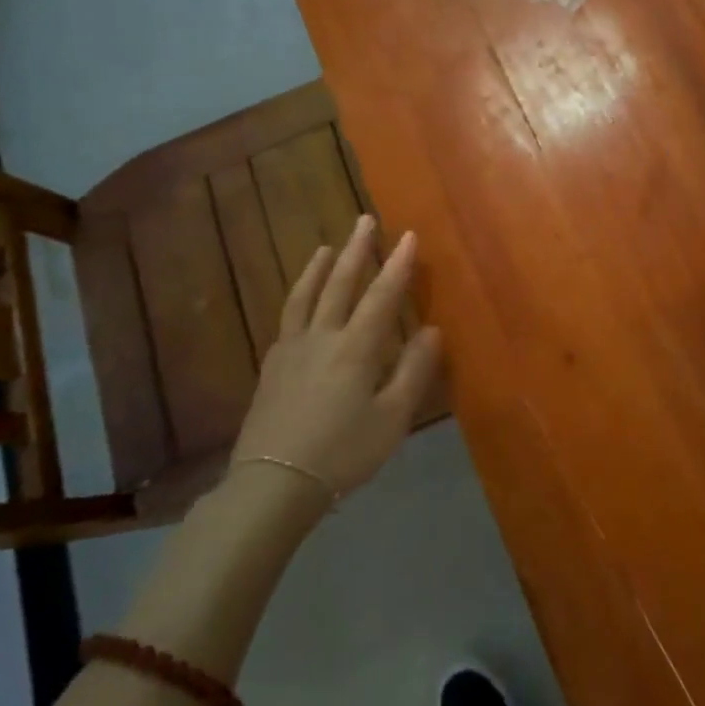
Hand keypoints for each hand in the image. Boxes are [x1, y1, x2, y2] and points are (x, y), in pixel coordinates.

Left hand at [230, 215, 443, 501]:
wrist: (274, 484)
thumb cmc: (343, 453)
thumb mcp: (392, 418)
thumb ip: (414, 371)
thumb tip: (433, 330)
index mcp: (356, 348)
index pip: (382, 295)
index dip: (397, 264)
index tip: (408, 235)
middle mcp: (322, 337)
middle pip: (339, 284)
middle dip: (356, 250)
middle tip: (364, 221)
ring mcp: (291, 350)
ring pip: (305, 297)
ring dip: (318, 268)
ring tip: (325, 247)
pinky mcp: (271, 367)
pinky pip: (287, 319)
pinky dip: (298, 298)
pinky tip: (300, 301)